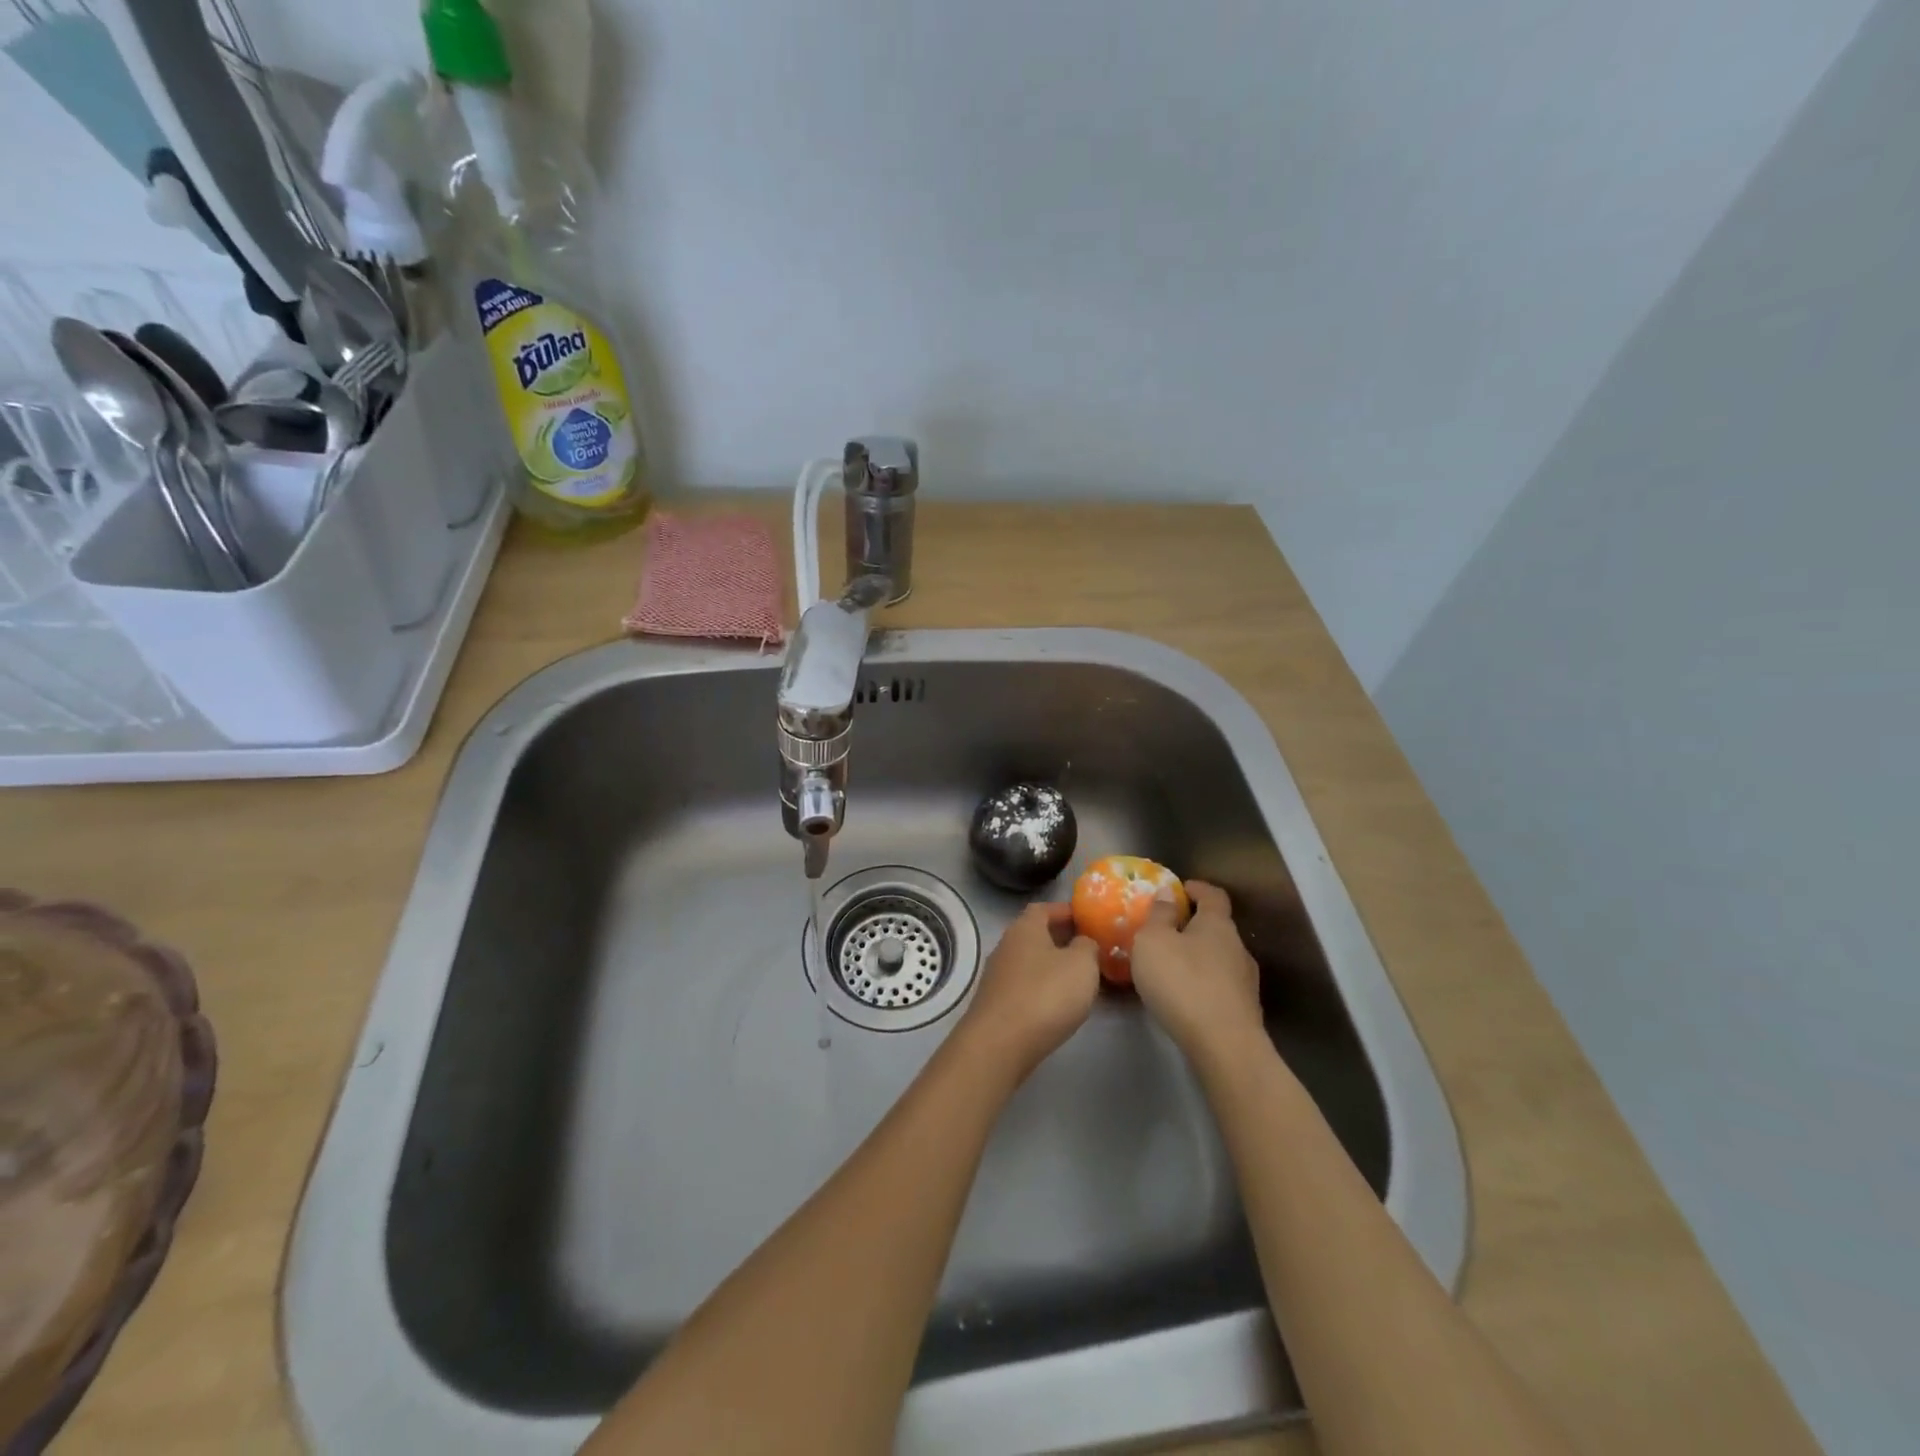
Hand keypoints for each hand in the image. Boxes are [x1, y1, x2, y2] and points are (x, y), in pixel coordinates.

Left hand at [957, 902, 1100, 1077]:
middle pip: (1035, 934)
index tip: (1087, 919)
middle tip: (1089, 949)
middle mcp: (1006, 945)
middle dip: (1061, 939)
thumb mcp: (1081, 964)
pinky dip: (1041, 988)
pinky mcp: (995, 1003)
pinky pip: (1024, 986)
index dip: (1066, 911)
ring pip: (1030, 961)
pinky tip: (1058, 1003)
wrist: (999, 1044)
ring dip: (1052, 966)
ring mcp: (997, 975)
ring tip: (1078, 978)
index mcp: (1025, 928)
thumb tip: (1082, 942)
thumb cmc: (1045, 994)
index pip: (1044, 908)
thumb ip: (1087, 947)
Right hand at [1131, 881, 1262, 1063]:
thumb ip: (1159, 915)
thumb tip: (1168, 893)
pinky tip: (1186, 997)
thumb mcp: (1153, 941)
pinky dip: (1203, 983)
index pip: (1213, 895)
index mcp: (1217, 924)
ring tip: (1172, 967)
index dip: (1197, 888)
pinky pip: (1220, 986)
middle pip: (1217, 928)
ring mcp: (1246, 981)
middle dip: (1194, 926)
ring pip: (1220, 958)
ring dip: (1198, 957)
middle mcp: (1238, 947)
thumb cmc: (1182, 982)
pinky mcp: (1245, 1010)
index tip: (1180, 888)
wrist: (1223, 1045)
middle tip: (1166, 931)